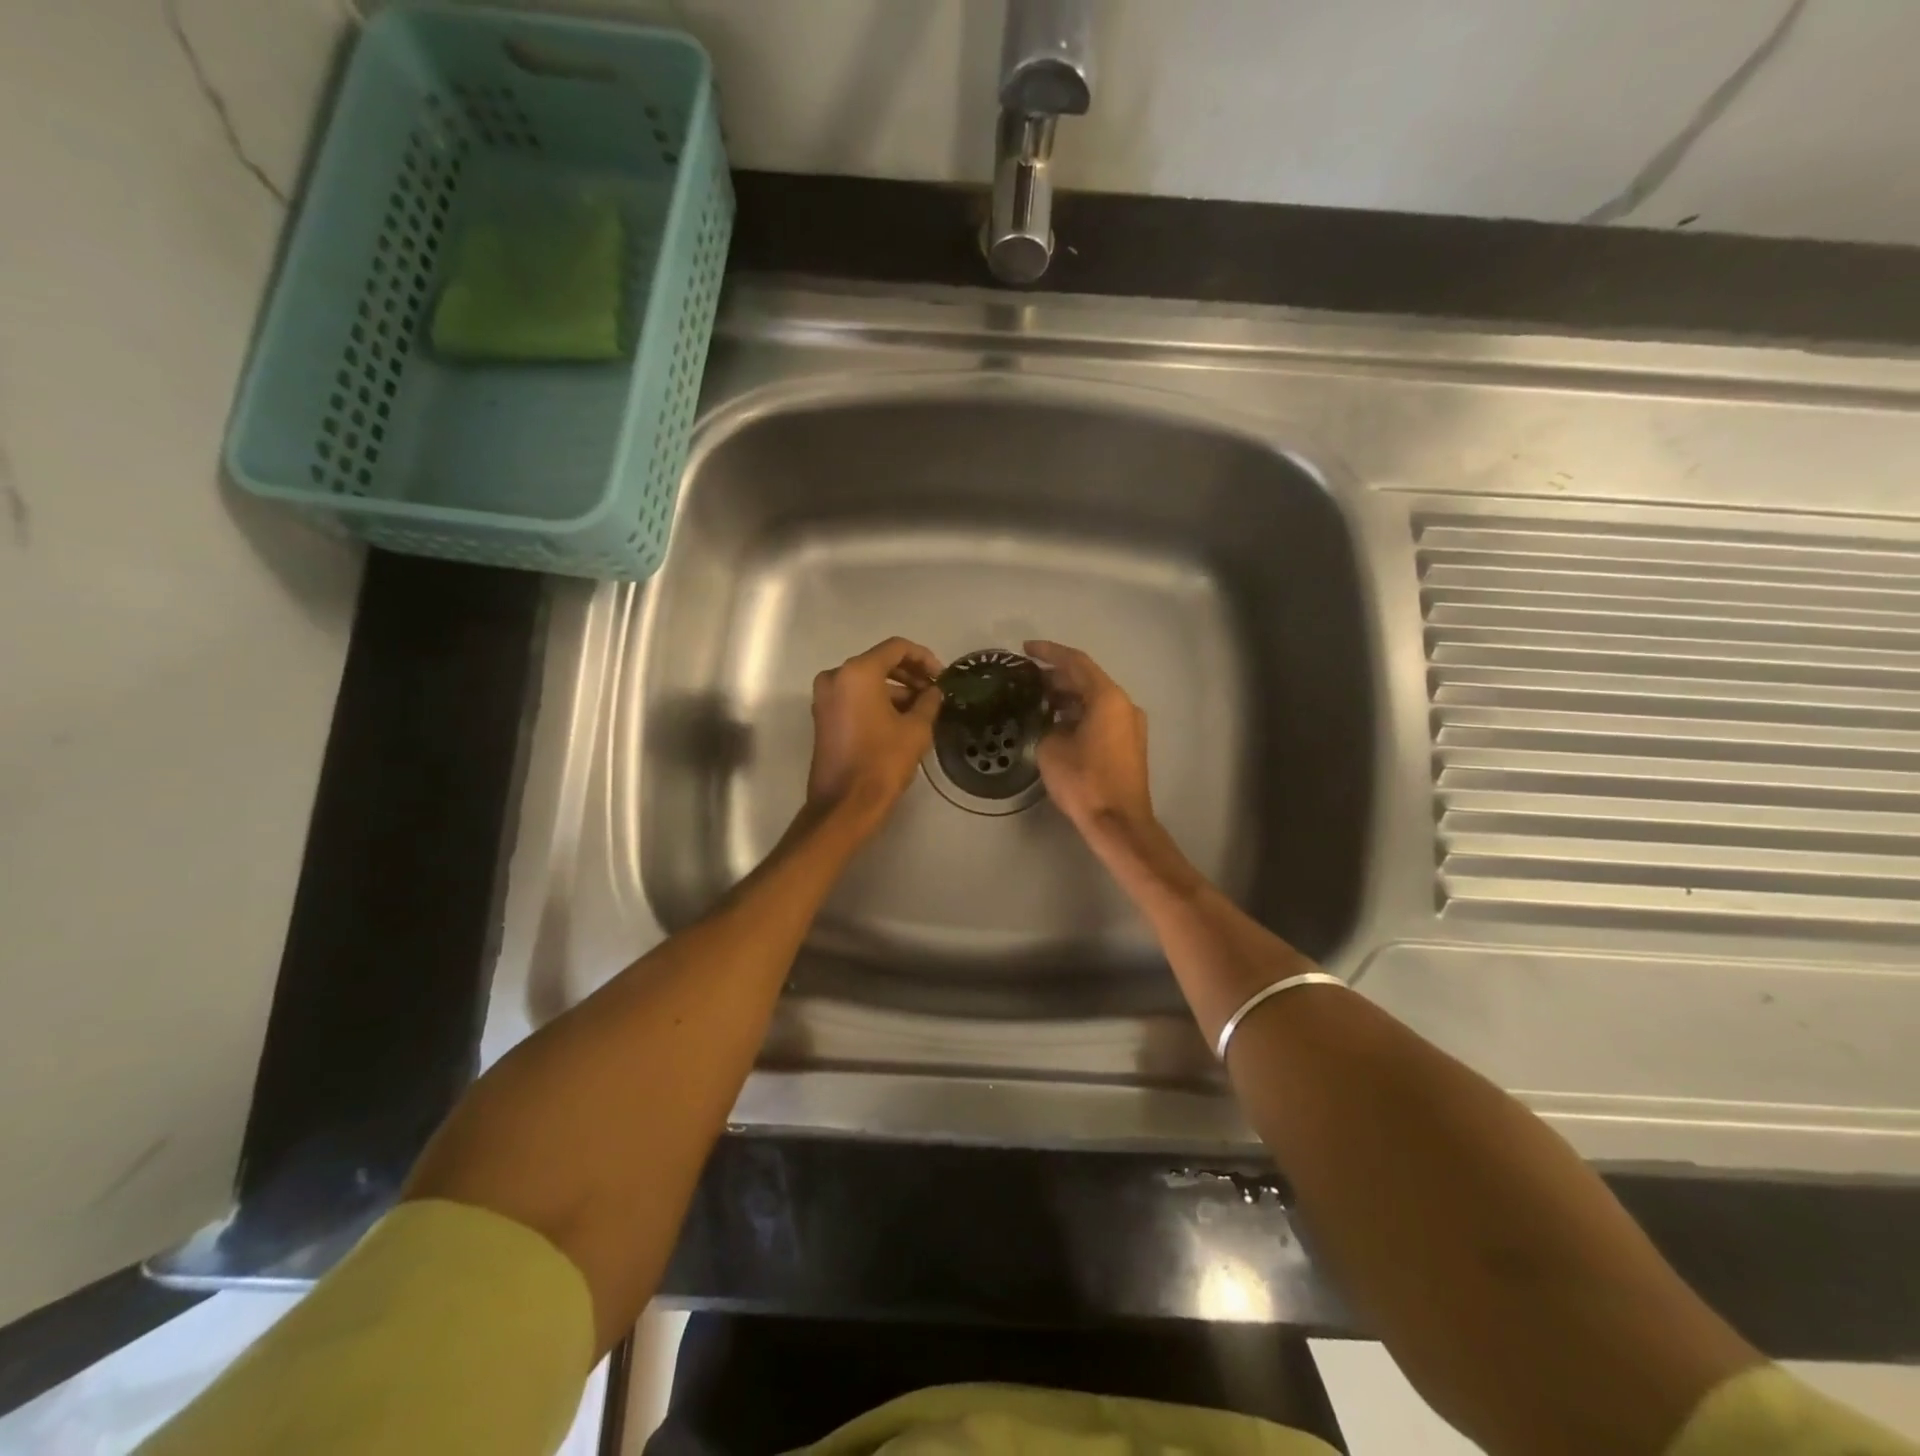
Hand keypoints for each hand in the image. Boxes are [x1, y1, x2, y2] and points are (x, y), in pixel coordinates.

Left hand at [807, 637, 944, 833]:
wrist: (845, 804)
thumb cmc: (883, 762)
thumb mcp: (916, 729)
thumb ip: (928, 701)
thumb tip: (934, 691)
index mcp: (857, 672)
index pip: (896, 648)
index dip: (924, 658)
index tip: (942, 676)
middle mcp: (835, 677)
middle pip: (879, 662)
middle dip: (909, 674)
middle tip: (934, 691)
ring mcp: (825, 698)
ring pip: (866, 681)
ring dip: (895, 690)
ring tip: (923, 709)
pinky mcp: (823, 718)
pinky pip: (854, 698)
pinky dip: (877, 702)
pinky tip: (902, 719)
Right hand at [1025, 640, 1154, 839]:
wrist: (1118, 822)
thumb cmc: (1084, 781)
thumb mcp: (1052, 748)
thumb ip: (1049, 724)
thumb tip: (1053, 722)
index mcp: (1107, 698)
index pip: (1075, 662)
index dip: (1049, 653)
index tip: (1025, 649)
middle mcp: (1124, 704)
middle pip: (1087, 679)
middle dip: (1056, 675)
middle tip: (1027, 678)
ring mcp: (1130, 724)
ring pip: (1094, 699)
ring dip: (1067, 695)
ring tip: (1036, 699)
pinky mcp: (1129, 743)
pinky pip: (1101, 716)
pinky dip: (1079, 712)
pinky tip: (1056, 721)